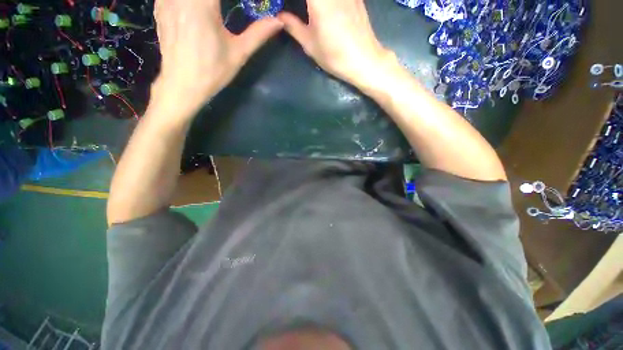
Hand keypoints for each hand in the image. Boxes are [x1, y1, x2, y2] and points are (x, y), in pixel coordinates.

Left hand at [152, 0, 282, 116]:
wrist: (182, 84)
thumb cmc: (213, 71)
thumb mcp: (239, 53)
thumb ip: (258, 33)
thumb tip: (279, 21)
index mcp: (202, 5)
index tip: (249, 4)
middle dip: (219, 2)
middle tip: (225, 10)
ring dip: (208, 2)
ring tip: (216, 14)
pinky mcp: (160, 5)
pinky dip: (190, 1)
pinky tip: (196, 9)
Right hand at [278, 0, 395, 86]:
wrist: (363, 60)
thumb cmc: (334, 56)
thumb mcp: (310, 44)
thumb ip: (293, 26)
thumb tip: (280, 16)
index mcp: (318, 0)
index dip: (293, 0)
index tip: (287, 5)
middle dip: (308, 3)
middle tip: (302, 9)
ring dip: (317, 3)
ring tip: (313, 12)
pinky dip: (329, 2)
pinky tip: (328, 10)